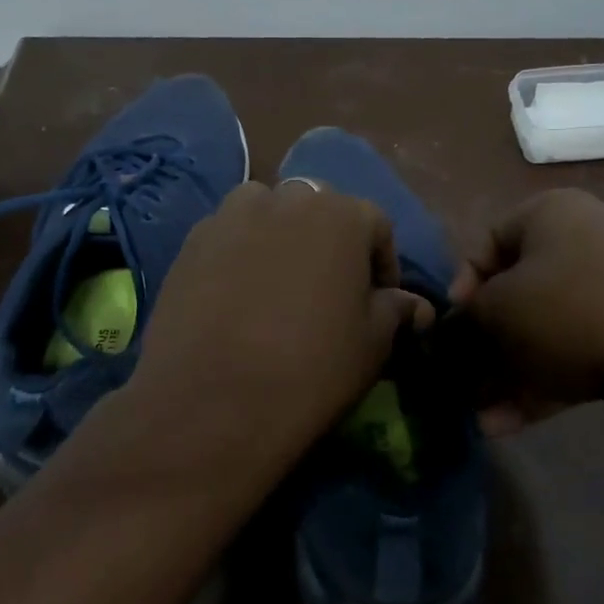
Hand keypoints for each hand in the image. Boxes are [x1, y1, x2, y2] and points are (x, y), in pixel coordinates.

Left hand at [129, 181, 430, 471]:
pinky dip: (238, 254)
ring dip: (279, 236)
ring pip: (266, 213)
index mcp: (340, 214)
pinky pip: (227, 237)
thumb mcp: (373, 344)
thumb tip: (414, 305)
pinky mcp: (190, 243)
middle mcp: (285, 199)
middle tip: (327, 291)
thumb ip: (395, 310)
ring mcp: (230, 217)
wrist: (214, 403)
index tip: (379, 301)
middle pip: (318, 210)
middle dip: (330, 243)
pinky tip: (236, 297)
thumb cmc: (312, 369)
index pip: (375, 225)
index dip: (382, 265)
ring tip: (277, 285)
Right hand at [451, 189, 603, 430]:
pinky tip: (513, 424)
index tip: (453, 324)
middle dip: (489, 343)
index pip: (489, 241)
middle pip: (521, 292)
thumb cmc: (570, 306)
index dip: (462, 285)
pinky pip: (582, 352)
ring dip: (512, 374)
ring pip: (550, 330)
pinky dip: (547, 383)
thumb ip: (469, 316)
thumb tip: (462, 325)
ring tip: (486, 418)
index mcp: (550, 214)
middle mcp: (586, 240)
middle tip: (468, 379)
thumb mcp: (498, 308)